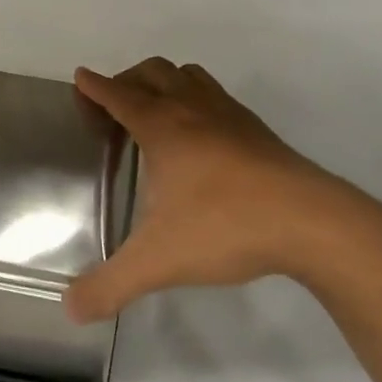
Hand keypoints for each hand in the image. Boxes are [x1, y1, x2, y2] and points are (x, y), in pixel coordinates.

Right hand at [65, 59, 381, 321]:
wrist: (311, 222)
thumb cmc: (225, 226)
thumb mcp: (158, 262)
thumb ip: (110, 286)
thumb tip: (70, 309)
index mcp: (162, 126)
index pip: (119, 94)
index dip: (95, 86)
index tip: (80, 78)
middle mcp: (192, 108)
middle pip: (152, 72)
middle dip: (126, 80)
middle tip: (113, 111)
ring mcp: (229, 115)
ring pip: (188, 76)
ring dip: (164, 83)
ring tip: (155, 115)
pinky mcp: (257, 129)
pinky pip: (216, 96)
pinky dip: (196, 100)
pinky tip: (202, 138)